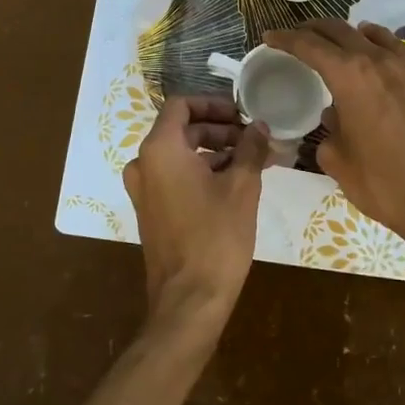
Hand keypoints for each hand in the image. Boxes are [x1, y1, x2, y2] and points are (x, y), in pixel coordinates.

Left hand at [122, 96, 271, 333]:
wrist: (189, 300)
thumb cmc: (216, 236)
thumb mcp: (242, 187)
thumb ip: (251, 148)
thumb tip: (260, 126)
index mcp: (160, 149)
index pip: (181, 105)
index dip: (213, 104)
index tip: (242, 114)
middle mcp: (144, 163)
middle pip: (182, 129)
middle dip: (219, 129)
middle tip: (254, 138)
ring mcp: (144, 189)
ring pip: (180, 154)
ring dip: (215, 151)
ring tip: (253, 160)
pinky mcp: (151, 210)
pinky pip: (175, 176)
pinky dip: (202, 171)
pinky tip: (236, 182)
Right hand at [263, 21, 404, 266]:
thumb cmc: (382, 183)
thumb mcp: (337, 160)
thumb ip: (328, 130)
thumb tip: (334, 117)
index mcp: (349, 77)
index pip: (309, 46)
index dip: (286, 39)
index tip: (270, 37)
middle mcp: (377, 61)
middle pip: (338, 31)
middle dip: (312, 30)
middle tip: (295, 36)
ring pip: (369, 34)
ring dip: (345, 33)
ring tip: (331, 40)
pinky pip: (395, 48)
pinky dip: (376, 40)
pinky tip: (372, 47)